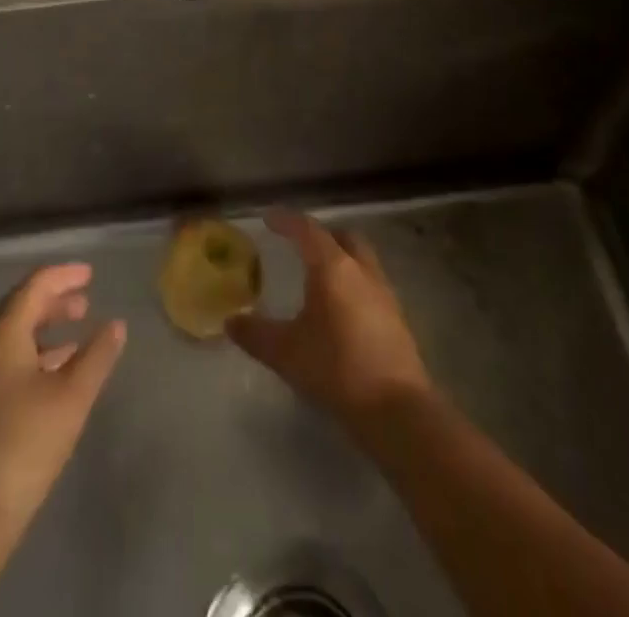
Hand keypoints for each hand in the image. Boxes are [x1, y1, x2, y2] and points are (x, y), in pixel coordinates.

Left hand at [0, 263, 125, 546]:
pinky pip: (8, 362)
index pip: (33, 287)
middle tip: (86, 301)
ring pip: (14, 338)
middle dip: (54, 301)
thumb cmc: (24, 446)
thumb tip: (116, 324)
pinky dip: (35, 355)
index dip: (63, 276)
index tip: (91, 273)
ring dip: (46, 329)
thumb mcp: (71, 397)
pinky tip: (57, 375)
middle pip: (20, 309)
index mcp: (1, 336)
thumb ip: (97, 356)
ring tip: (78, 333)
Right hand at [227, 210, 432, 435]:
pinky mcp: (397, 318)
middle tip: (300, 245)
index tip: (269, 218)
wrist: (397, 411)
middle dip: (322, 235)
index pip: (308, 230)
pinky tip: (340, 310)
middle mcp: (361, 270)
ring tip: (318, 277)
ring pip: (361, 259)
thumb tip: (231, 322)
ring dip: (341, 258)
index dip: (287, 220)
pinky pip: (371, 284)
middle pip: (343, 237)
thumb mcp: (287, 353)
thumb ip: (256, 334)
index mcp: (333, 267)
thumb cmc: (337, 369)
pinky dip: (353, 284)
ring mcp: (384, 293)